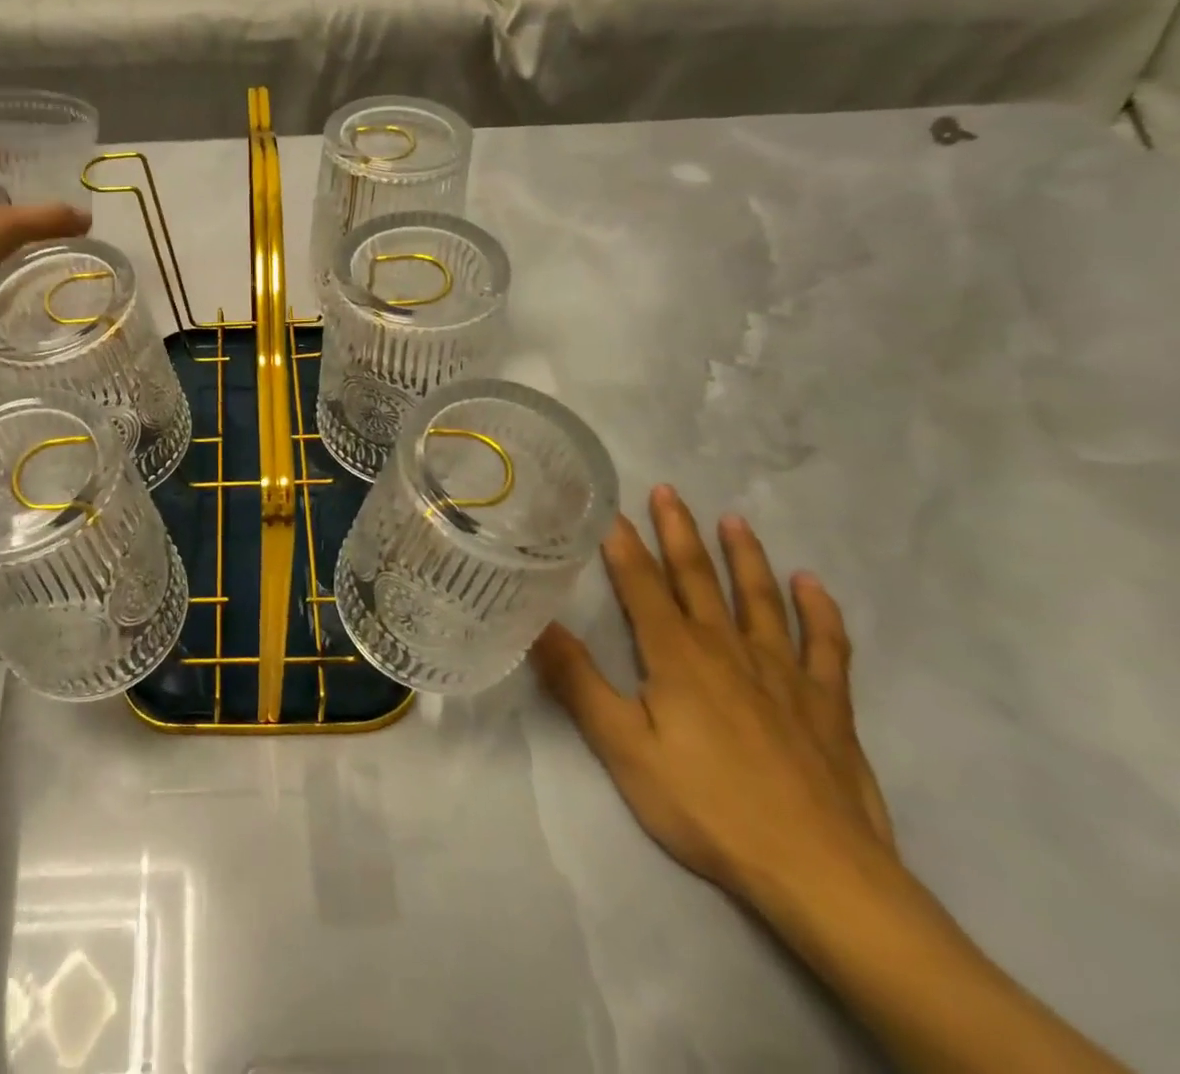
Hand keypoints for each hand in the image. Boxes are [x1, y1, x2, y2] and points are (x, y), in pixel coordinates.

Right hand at [532, 485, 894, 909]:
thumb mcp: (623, 748)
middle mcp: (728, 649)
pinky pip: (825, 646)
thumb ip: (578, 682)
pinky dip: (819, 612)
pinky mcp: (827, 704)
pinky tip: (813, 585)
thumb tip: (536, 623)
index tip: (609, 508)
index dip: (623, 545)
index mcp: (677, 656)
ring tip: (735, 520)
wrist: (820, 873)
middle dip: (679, 532)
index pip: (642, 585)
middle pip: (698, 578)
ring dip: (746, 557)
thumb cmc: (708, 806)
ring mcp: (783, 674)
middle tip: (669, 491)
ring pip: (760, 600)